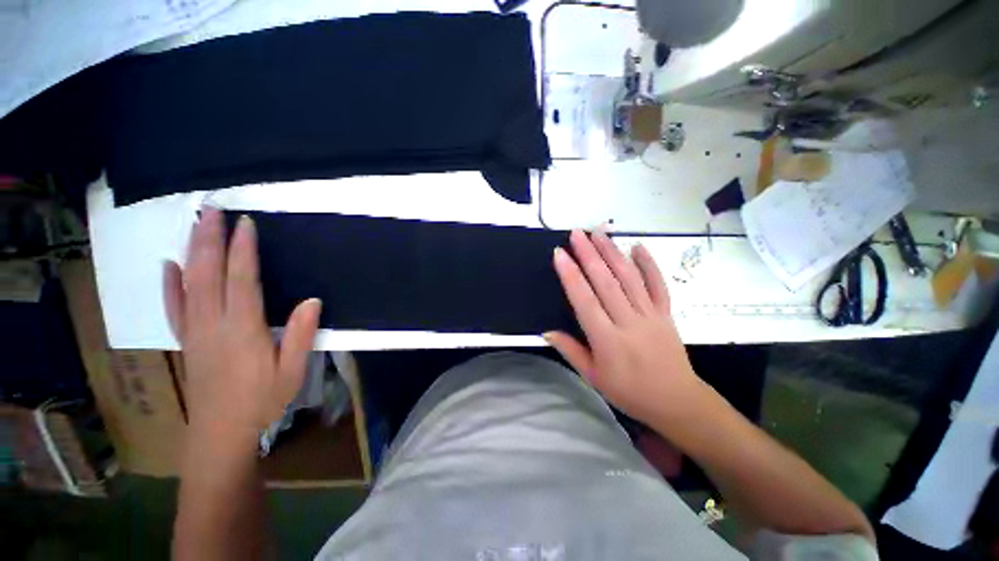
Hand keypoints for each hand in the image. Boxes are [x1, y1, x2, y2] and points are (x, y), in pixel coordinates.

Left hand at [163, 208, 321, 446]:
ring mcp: (195, 331)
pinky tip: (169, 266)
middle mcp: (213, 324)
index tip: (245, 224)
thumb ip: (300, 334)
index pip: (241, 280)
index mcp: (242, 329)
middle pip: (208, 274)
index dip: (243, 250)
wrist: (221, 433)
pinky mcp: (187, 340)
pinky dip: (170, 285)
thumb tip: (312, 301)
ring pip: (189, 284)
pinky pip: (175, 307)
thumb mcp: (292, 370)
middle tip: (211, 211)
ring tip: (195, 226)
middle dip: (209, 239)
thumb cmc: (262, 401)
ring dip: (192, 252)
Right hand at [545, 230, 712, 430]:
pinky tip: (638, 246)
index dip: (571, 275)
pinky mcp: (666, 313)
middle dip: (589, 254)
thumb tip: (546, 331)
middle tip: (577, 233)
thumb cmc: (629, 392)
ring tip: (600, 232)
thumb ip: (570, 351)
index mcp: (607, 340)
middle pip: (606, 282)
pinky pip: (658, 284)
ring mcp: (650, 315)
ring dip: (613, 252)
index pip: (584, 301)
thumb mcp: (593, 377)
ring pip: (629, 277)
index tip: (560, 254)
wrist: (677, 402)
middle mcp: (628, 322)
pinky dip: (649, 264)